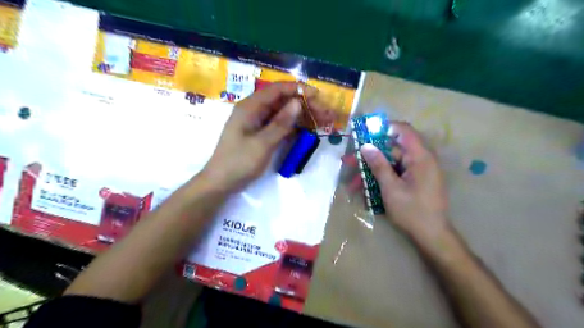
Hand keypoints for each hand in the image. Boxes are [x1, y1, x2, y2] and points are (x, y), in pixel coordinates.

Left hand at [204, 82, 332, 191]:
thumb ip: (280, 123)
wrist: (221, 183)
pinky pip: (280, 125)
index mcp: (251, 107)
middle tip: (325, 114)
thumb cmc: (238, 162)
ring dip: (302, 116)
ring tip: (322, 122)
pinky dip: (294, 127)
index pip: (278, 90)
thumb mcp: (262, 143)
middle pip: (283, 101)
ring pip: (284, 114)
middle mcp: (255, 111)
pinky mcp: (261, 134)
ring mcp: (258, 123)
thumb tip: (297, 103)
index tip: (318, 96)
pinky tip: (307, 131)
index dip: (299, 90)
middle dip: (305, 105)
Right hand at [361, 122, 450, 243]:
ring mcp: (418, 170)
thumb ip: (379, 165)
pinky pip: (396, 172)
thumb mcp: (391, 188)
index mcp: (421, 157)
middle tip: (351, 160)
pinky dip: (382, 177)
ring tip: (354, 180)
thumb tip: (366, 146)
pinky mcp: (415, 180)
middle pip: (393, 148)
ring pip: (392, 162)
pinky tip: (367, 187)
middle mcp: (421, 159)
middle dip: (371, 154)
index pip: (403, 130)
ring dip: (373, 168)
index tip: (365, 133)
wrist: (432, 236)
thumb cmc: (412, 211)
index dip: (384, 128)